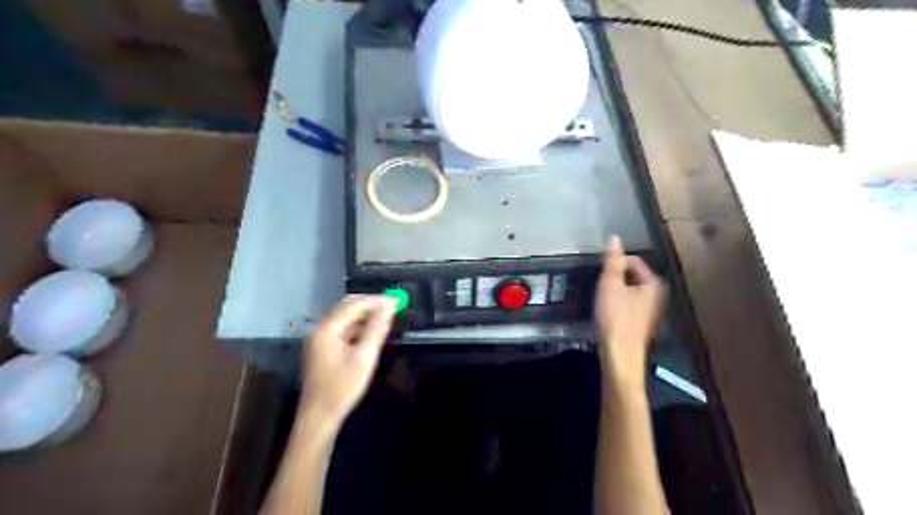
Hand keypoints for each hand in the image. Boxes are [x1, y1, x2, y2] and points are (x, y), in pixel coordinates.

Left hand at [301, 295, 396, 428]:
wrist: (319, 417)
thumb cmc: (342, 387)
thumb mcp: (364, 357)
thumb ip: (376, 329)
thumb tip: (389, 306)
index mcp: (327, 329)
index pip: (355, 304)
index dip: (377, 300)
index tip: (397, 300)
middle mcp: (321, 329)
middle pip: (347, 307)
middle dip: (371, 305)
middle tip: (393, 306)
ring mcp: (320, 339)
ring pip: (345, 318)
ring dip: (365, 315)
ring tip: (386, 318)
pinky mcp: (323, 349)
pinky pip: (343, 330)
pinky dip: (358, 327)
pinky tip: (371, 333)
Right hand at [594, 237, 667, 385]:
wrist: (620, 354)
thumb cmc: (616, 317)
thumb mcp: (611, 285)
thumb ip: (612, 261)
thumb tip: (615, 238)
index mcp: (653, 283)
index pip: (634, 261)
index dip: (615, 264)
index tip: (601, 276)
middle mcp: (657, 294)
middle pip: (632, 275)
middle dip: (615, 278)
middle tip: (601, 288)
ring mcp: (650, 309)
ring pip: (629, 290)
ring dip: (614, 291)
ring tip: (602, 299)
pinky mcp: (641, 321)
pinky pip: (628, 303)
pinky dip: (617, 303)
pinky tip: (607, 312)